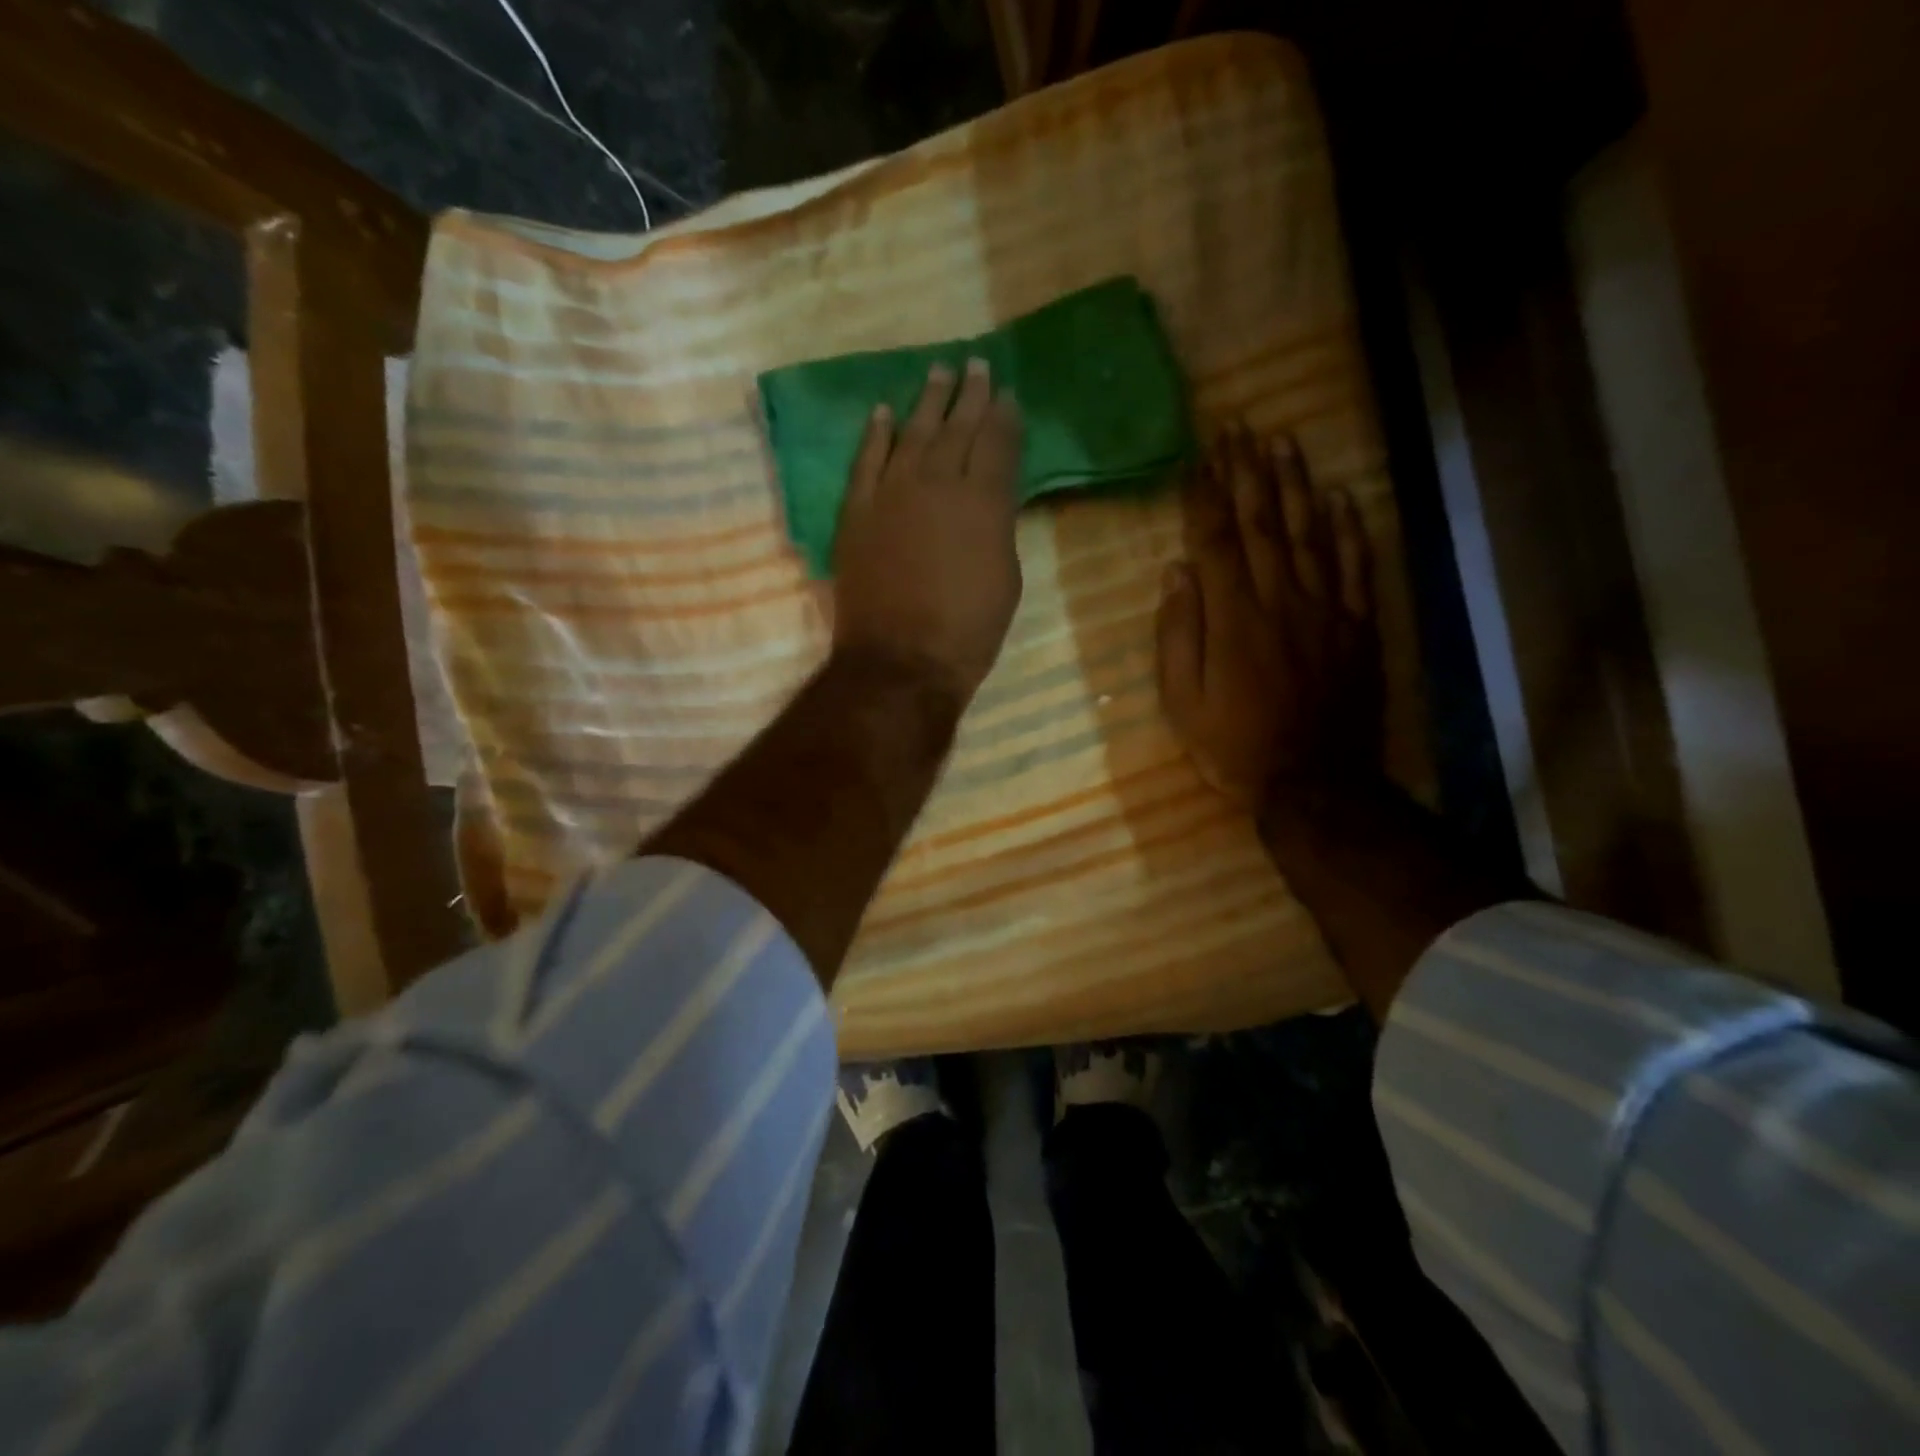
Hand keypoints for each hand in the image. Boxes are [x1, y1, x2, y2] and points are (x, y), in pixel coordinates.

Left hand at [832, 358, 1024, 701]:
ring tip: (937, 372)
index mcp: (985, 501)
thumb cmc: (968, 630)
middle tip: (975, 365)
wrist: (902, 660)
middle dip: (970, 395)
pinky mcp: (857, 512)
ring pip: (912, 433)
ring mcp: (892, 494)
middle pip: (957, 427)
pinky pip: (866, 461)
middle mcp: (939, 483)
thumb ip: (998, 529)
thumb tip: (991, 503)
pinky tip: (883, 412)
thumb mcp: (1006, 579)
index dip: (1005, 416)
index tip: (1007, 394)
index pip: (998, 443)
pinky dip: (875, 435)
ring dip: (926, 401)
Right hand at [1156, 426, 1382, 811]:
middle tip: (1238, 427)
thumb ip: (1178, 634)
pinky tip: (1342, 496)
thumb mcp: (1182, 701)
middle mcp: (1280, 599)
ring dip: (1295, 483)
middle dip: (1247, 471)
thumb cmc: (1234, 746)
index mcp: (1233, 617)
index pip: (1214, 540)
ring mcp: (1326, 609)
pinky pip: (1358, 566)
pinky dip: (1351, 528)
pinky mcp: (1358, 626)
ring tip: (1283, 440)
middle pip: (1262, 523)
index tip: (1195, 456)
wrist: (1313, 782)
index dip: (1203, 495)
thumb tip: (1176, 572)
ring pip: (1311, 532)